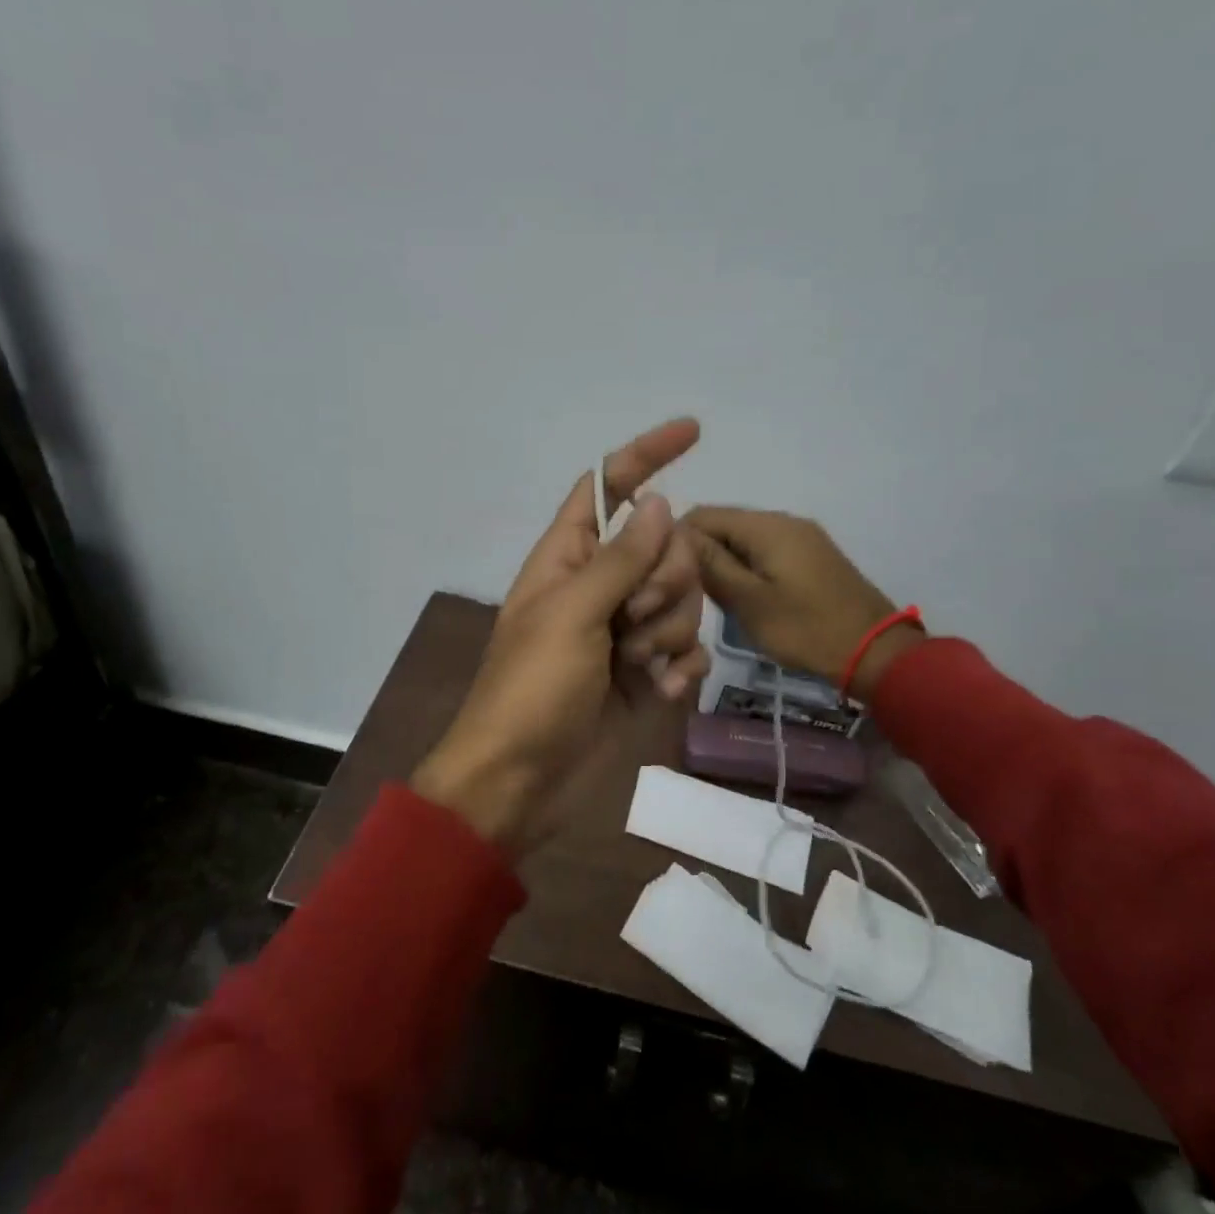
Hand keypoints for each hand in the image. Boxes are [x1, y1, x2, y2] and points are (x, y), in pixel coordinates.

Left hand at [413, 420, 708, 856]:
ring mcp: (623, 630)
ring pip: (681, 598)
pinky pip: (687, 648)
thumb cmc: (532, 691)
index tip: (693, 430)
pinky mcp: (644, 672)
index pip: (606, 486)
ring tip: (635, 665)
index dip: (644, 454)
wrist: (521, 783)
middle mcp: (598, 585)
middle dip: (664, 578)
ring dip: (668, 630)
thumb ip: (620, 559)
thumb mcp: (571, 615)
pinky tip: (662, 690)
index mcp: (567, 557)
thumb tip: (659, 503)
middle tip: (632, 617)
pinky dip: (681, 667)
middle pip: (662, 544)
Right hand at [682, 507, 923, 701]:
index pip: (701, 514)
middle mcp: (782, 521)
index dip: (675, 541)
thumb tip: (674, 533)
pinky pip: (763, 552)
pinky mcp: (810, 557)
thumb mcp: (749, 601)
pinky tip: (741, 599)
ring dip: (721, 564)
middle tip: (685, 594)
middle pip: (722, 525)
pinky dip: (744, 570)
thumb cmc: (806, 629)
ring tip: (710, 600)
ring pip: (741, 540)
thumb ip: (710, 564)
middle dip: (698, 554)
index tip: (662, 577)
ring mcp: (800, 538)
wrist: (876, 652)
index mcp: (766, 526)